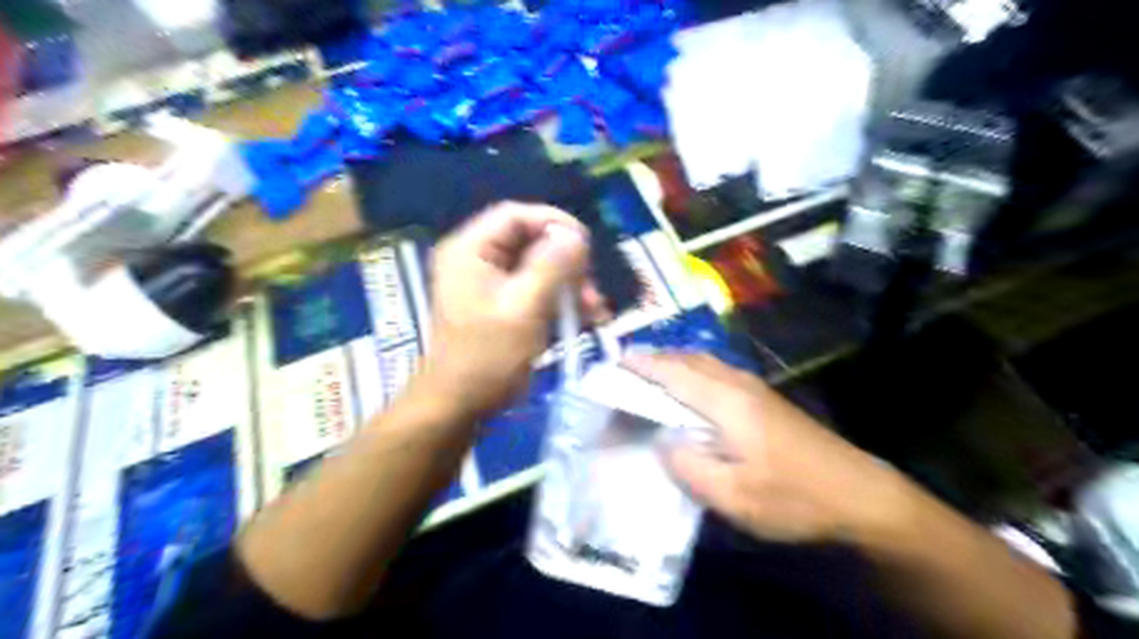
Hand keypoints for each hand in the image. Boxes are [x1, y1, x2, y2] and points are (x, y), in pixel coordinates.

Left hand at [417, 204, 596, 421]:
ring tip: (594, 309)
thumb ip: (551, 266)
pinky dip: (559, 299)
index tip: (586, 245)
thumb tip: (576, 235)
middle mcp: (477, 259)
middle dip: (567, 262)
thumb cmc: (488, 355)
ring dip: (569, 284)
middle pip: (530, 241)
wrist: (460, 404)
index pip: (516, 215)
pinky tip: (583, 318)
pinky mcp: (501, 304)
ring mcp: (488, 283)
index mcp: (470, 250)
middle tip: (591, 287)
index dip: (554, 223)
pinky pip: (535, 289)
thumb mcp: (524, 307)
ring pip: (538, 267)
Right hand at [619, 356, 912, 544]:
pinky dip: (693, 372)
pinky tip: (690, 390)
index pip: (674, 373)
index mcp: (726, 401)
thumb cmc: (793, 497)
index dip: (642, 365)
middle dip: (656, 357)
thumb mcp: (733, 495)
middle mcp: (739, 384)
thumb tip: (662, 441)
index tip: (614, 361)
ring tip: (651, 373)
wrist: (859, 494)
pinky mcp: (765, 399)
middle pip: (690, 359)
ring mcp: (755, 388)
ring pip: (705, 363)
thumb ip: (688, 465)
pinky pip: (717, 372)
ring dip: (675, 362)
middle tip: (626, 366)